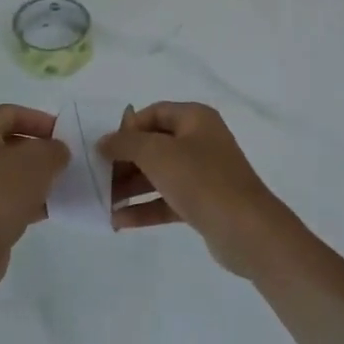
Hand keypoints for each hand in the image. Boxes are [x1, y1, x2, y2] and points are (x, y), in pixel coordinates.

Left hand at [0, 104, 68, 286]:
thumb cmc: (1, 192)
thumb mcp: (39, 161)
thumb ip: (54, 150)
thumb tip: (56, 153)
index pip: (10, 113)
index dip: (39, 119)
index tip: (63, 135)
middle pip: (8, 143)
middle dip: (38, 150)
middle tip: (63, 161)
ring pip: (7, 173)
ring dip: (34, 177)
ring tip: (59, 186)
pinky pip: (3, 198)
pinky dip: (25, 200)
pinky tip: (47, 210)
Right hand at [97, 102, 295, 276]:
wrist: (246, 230)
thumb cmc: (201, 180)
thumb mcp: (157, 154)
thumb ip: (125, 144)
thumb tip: (103, 142)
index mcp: (195, 119)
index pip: (154, 113)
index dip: (128, 128)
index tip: (105, 147)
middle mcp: (201, 142)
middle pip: (154, 145)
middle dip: (124, 161)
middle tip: (97, 176)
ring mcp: (203, 174)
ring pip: (158, 175)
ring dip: (130, 186)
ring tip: (102, 201)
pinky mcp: (202, 204)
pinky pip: (166, 200)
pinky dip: (144, 208)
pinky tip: (118, 220)